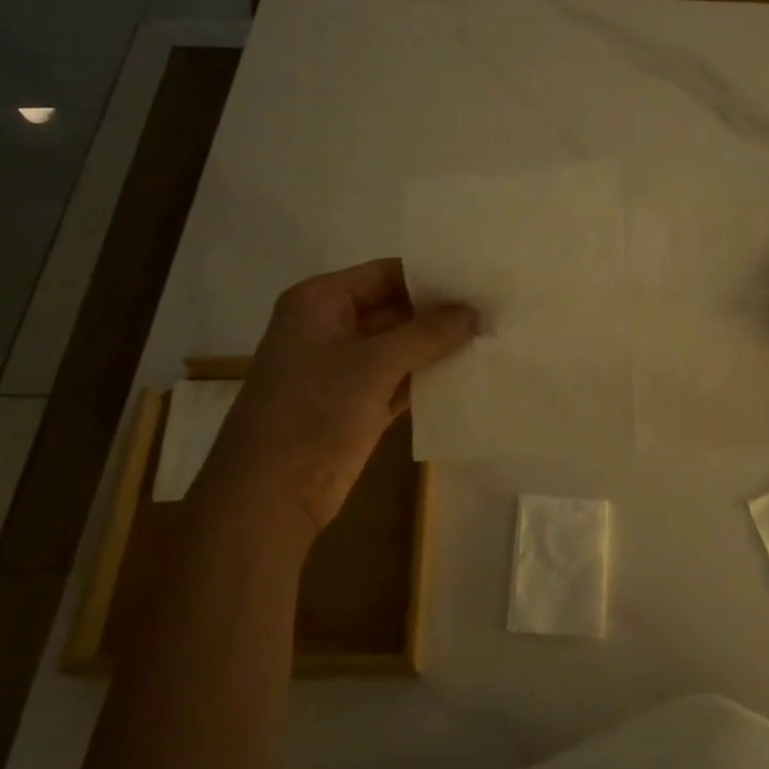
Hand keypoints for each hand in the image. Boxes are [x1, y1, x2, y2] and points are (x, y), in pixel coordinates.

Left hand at [202, 259, 475, 531]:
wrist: (272, 493)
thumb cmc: (313, 410)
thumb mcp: (372, 364)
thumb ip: (427, 333)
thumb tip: (475, 311)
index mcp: (321, 302)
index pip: (386, 274)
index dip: (432, 276)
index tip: (480, 278)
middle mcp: (333, 327)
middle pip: (396, 309)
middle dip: (441, 313)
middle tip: (496, 309)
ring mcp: (346, 368)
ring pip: (402, 346)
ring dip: (440, 347)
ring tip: (494, 336)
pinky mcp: (361, 404)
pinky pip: (402, 379)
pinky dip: (430, 378)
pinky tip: (471, 373)